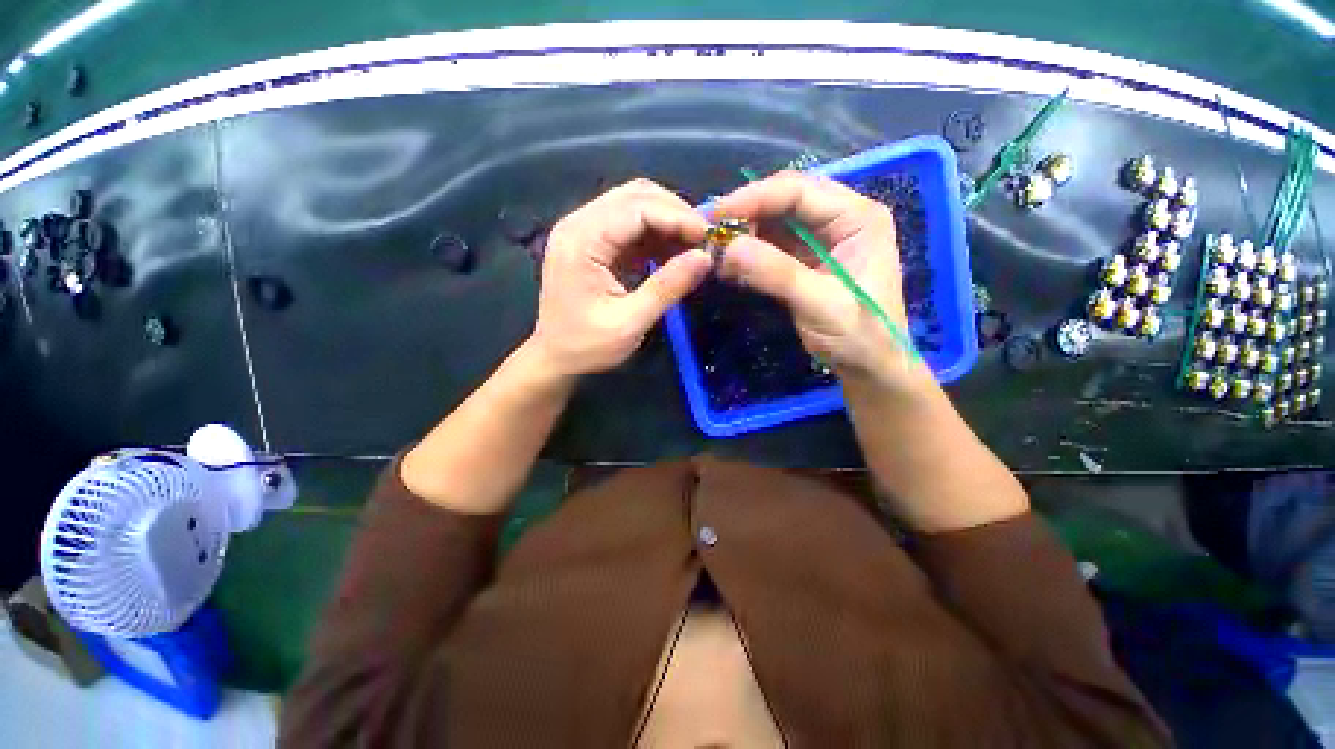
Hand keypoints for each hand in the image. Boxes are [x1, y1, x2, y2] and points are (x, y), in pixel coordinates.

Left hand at [527, 179, 713, 378]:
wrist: (554, 358)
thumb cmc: (587, 345)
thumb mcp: (630, 322)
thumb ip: (667, 287)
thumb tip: (705, 257)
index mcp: (581, 240)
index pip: (636, 208)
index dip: (677, 217)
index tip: (708, 237)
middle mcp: (579, 224)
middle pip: (634, 196)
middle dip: (674, 212)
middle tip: (704, 237)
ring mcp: (584, 231)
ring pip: (634, 204)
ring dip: (667, 220)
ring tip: (694, 244)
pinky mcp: (592, 243)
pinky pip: (629, 225)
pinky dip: (655, 234)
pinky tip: (674, 251)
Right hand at [711, 171, 930, 392]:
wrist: (869, 367)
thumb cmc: (859, 336)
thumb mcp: (821, 304)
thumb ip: (778, 273)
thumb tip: (729, 247)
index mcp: (857, 218)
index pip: (800, 191)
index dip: (755, 197)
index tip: (716, 216)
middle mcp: (840, 219)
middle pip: (786, 199)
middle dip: (747, 213)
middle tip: (711, 233)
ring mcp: (821, 239)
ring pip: (774, 222)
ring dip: (744, 234)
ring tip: (715, 251)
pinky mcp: (805, 260)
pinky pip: (771, 246)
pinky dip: (748, 253)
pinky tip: (729, 266)